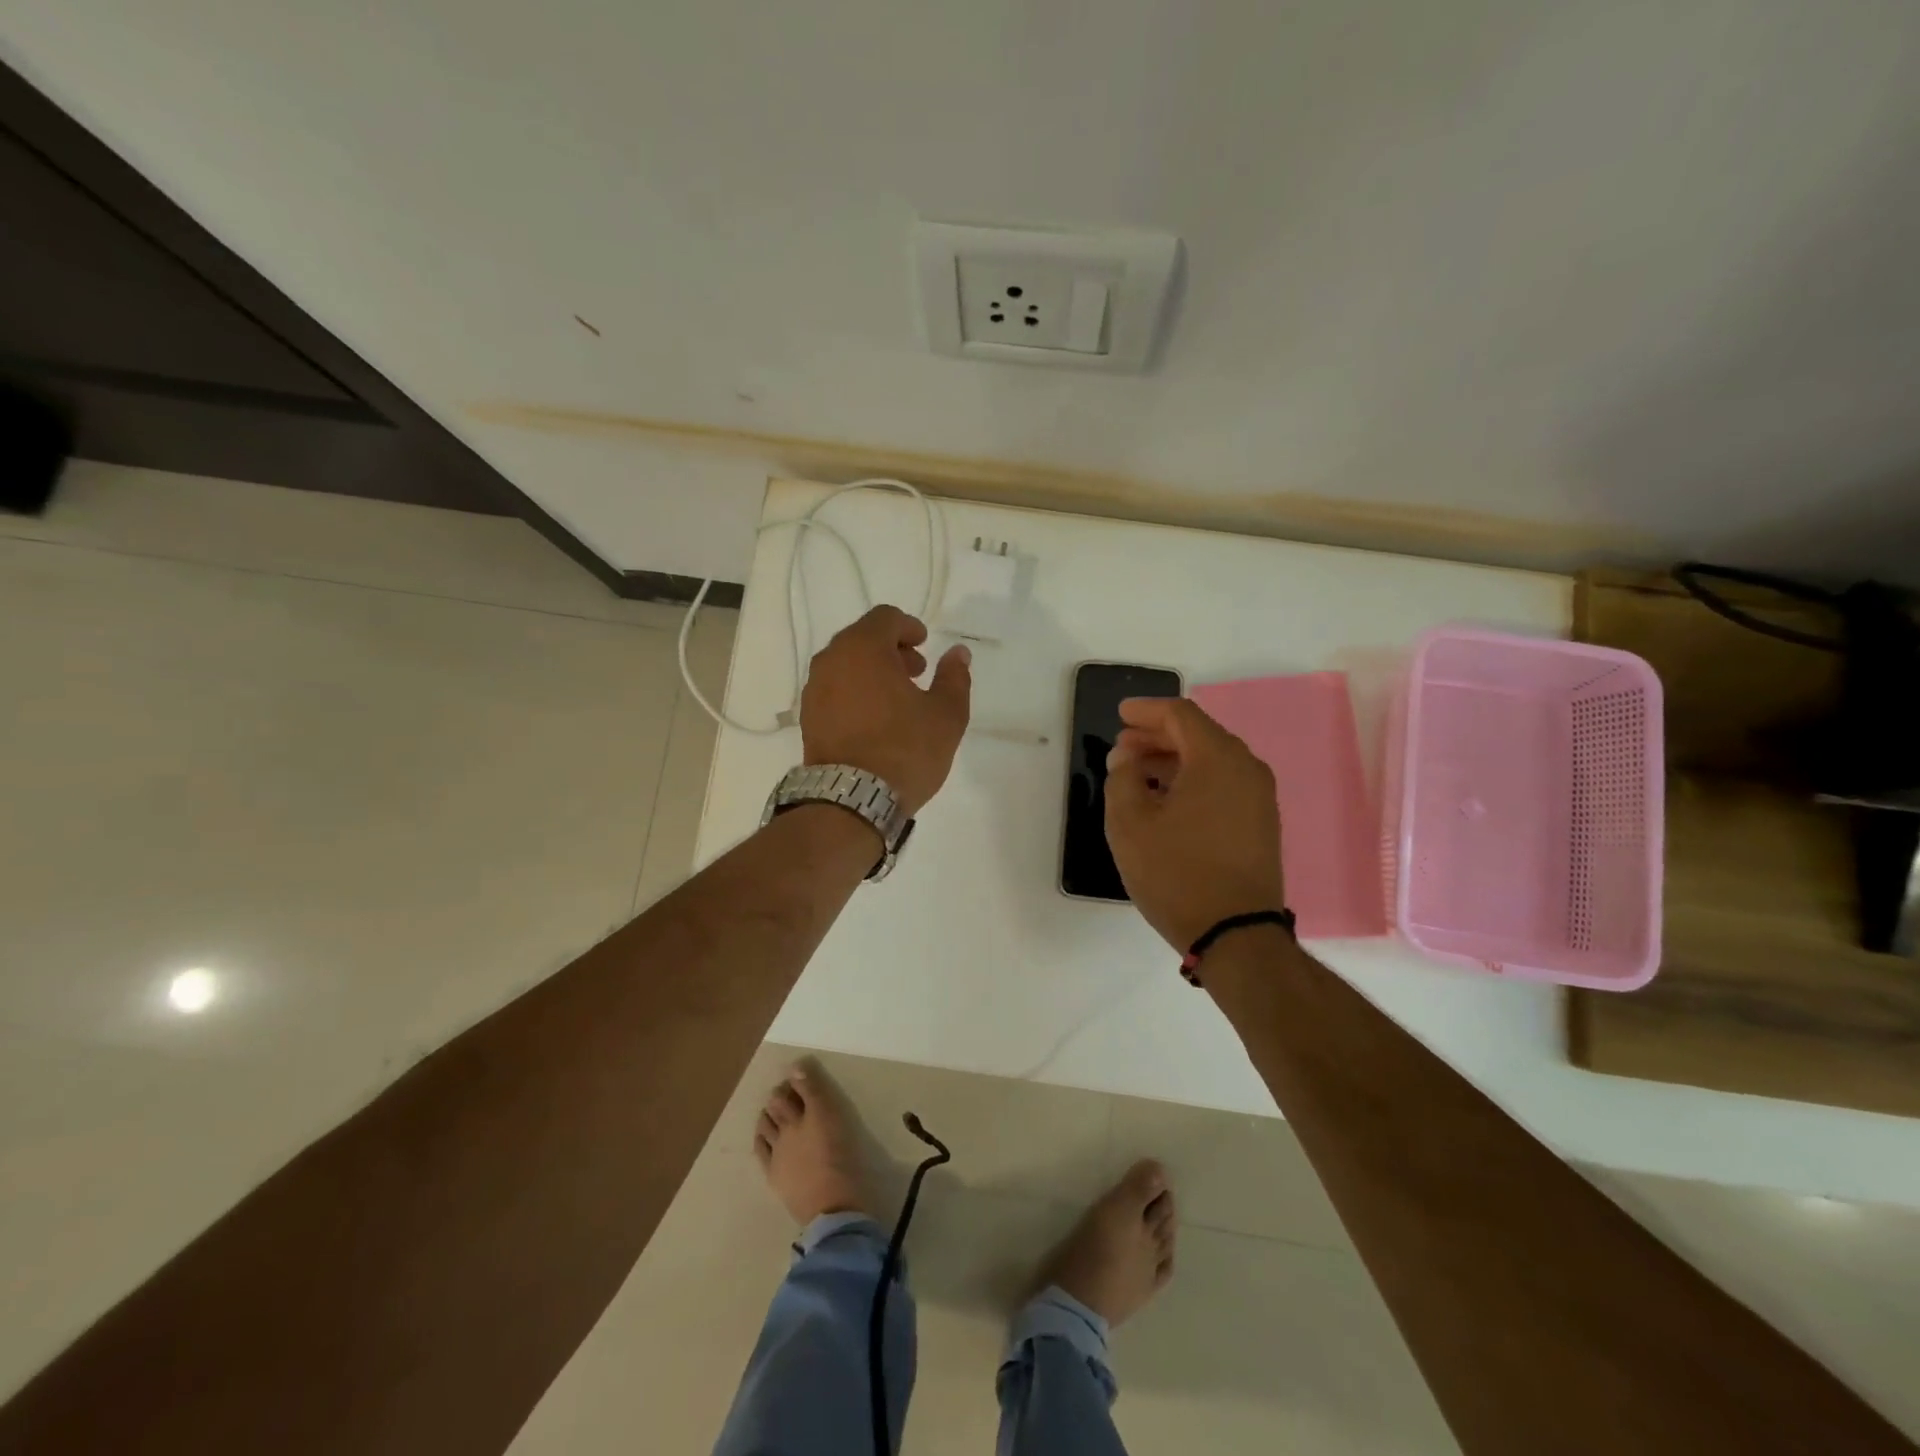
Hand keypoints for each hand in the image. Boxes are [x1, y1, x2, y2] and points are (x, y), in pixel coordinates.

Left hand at [800, 606, 971, 815]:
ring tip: (898, 699)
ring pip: (846, 665)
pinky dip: (855, 692)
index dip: (909, 627)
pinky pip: (834, 690)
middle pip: (862, 639)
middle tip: (916, 673)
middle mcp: (831, 660)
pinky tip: (875, 720)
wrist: (852, 801)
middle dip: (891, 649)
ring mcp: (814, 690)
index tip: (925, 646)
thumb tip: (958, 653)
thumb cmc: (905, 750)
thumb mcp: (946, 714)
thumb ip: (954, 677)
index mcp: (863, 648)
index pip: (885, 618)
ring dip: (872, 671)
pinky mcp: (808, 718)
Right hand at [1103, 697, 1284, 951]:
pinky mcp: (1261, 824)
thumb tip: (1127, 759)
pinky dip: (1192, 781)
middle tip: (1122, 747)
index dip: (1146, 710)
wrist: (1236, 935)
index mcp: (1218, 759)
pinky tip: (1165, 800)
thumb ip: (1122, 779)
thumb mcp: (1130, 823)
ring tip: (1137, 774)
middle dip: (1157, 736)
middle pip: (1198, 735)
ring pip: (1211, 761)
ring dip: (1172, 760)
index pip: (1181, 715)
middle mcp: (1246, 769)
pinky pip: (1223, 785)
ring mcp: (1259, 798)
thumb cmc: (1176, 873)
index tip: (1120, 714)